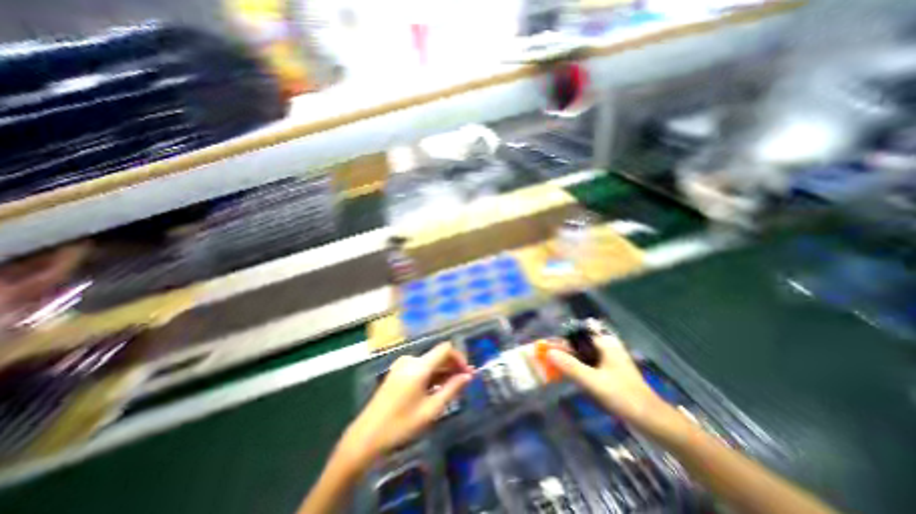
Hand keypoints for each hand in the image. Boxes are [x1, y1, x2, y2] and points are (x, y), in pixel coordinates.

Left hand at [342, 343, 475, 466]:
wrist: (366, 435)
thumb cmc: (401, 425)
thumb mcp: (431, 410)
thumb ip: (451, 389)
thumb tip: (468, 377)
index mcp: (419, 366)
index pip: (445, 349)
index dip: (459, 357)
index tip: (467, 373)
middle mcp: (411, 359)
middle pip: (437, 355)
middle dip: (452, 366)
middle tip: (464, 382)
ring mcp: (402, 364)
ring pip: (429, 362)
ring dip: (442, 371)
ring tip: (451, 388)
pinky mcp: (397, 371)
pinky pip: (420, 367)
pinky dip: (431, 374)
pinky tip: (435, 389)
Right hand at [547, 321, 681, 437]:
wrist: (652, 420)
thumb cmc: (624, 396)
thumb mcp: (594, 382)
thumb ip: (571, 367)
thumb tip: (549, 352)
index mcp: (605, 343)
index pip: (577, 334)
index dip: (561, 339)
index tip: (547, 347)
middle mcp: (607, 346)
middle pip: (579, 343)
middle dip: (564, 349)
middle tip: (548, 358)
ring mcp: (610, 358)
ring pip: (583, 353)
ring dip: (570, 358)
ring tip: (555, 366)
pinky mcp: (610, 369)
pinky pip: (589, 362)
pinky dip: (578, 366)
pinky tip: (571, 374)